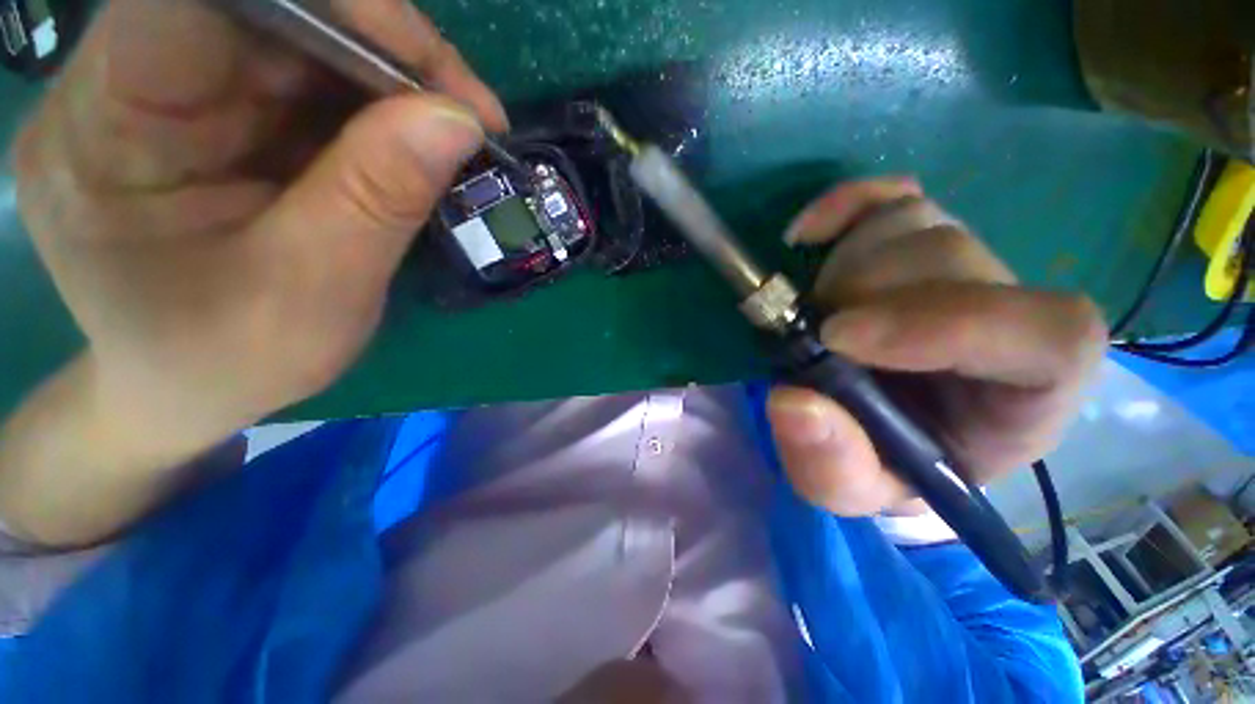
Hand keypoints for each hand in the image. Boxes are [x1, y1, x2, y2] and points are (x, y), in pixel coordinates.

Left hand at [12, 0, 504, 434]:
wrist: (188, 390)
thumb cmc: (228, 361)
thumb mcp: (313, 292)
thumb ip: (377, 197)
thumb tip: (459, 120)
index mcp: (104, 128)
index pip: (205, 0)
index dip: (329, 6)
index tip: (431, 71)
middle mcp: (125, 86)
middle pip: (264, 10)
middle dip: (381, 51)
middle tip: (470, 113)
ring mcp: (171, 95)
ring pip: (296, 40)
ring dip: (389, 81)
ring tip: (457, 132)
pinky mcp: (213, 114)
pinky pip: (305, 79)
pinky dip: (376, 105)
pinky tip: (417, 143)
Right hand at [767, 179, 1107, 516]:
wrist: (875, 428)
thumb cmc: (880, 463)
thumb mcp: (851, 489)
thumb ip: (830, 465)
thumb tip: (792, 401)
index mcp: (1026, 395)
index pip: (1048, 335)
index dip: (944, 322)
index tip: (840, 339)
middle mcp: (1009, 316)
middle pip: (953, 259)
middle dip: (860, 294)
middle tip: (811, 334)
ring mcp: (964, 264)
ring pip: (914, 223)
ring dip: (840, 269)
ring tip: (814, 315)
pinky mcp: (916, 239)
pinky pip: (891, 195)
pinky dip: (843, 205)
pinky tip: (806, 236)